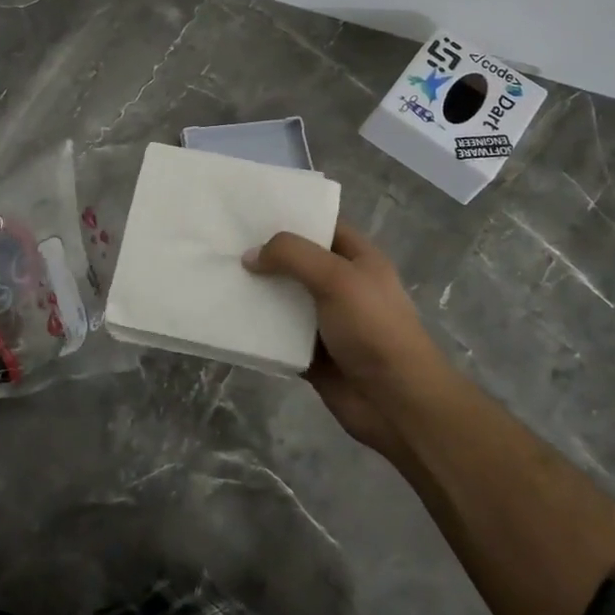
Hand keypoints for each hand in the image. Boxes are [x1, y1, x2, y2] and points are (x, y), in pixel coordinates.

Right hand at [243, 222, 450, 460]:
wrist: (396, 403)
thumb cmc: (374, 329)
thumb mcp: (337, 278)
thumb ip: (293, 256)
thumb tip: (250, 256)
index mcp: (358, 260)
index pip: (322, 226)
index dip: (292, 217)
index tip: (250, 211)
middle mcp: (342, 286)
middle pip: (297, 262)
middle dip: (265, 254)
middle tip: (223, 242)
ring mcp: (325, 321)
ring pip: (283, 299)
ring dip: (256, 292)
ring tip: (217, 276)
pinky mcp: (310, 353)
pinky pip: (277, 335)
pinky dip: (257, 330)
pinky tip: (226, 318)